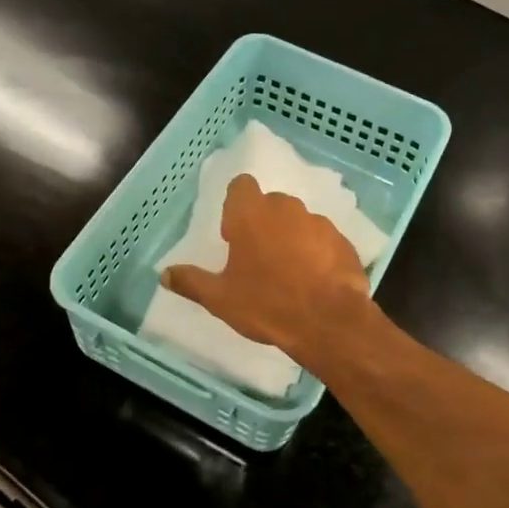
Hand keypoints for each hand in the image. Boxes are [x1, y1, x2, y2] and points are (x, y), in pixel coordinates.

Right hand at [162, 174, 372, 365]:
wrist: (328, 322)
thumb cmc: (266, 304)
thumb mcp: (220, 298)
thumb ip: (191, 281)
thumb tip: (164, 274)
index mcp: (251, 214)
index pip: (241, 186)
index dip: (236, 207)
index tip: (234, 236)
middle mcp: (286, 208)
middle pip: (270, 204)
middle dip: (264, 224)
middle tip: (258, 260)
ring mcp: (319, 223)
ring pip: (298, 222)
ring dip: (291, 239)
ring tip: (289, 275)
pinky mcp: (344, 241)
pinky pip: (323, 240)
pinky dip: (317, 254)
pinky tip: (314, 282)